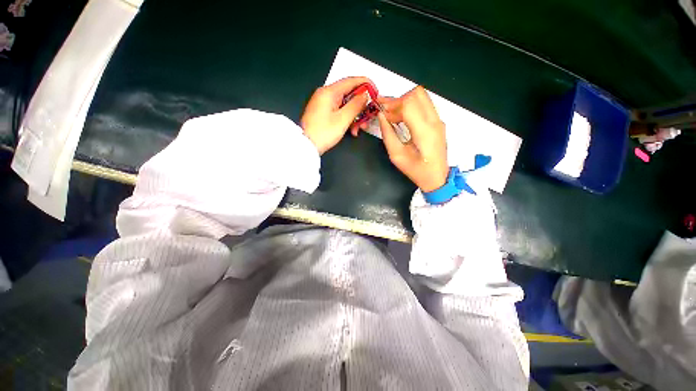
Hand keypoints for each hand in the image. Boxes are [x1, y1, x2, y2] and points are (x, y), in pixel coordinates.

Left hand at [301, 77, 371, 154]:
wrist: (306, 146)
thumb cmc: (323, 133)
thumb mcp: (343, 119)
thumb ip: (356, 105)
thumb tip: (365, 95)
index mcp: (329, 92)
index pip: (351, 81)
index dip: (366, 85)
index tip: (376, 92)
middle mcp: (325, 94)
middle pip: (349, 94)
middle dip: (361, 106)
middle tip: (368, 116)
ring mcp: (323, 104)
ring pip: (345, 105)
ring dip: (355, 116)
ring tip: (359, 128)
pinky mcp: (323, 113)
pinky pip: (339, 111)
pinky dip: (347, 119)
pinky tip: (352, 130)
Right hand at [377, 86, 447, 191]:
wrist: (437, 178)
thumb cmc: (416, 170)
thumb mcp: (397, 155)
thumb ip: (388, 134)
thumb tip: (381, 116)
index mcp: (424, 131)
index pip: (408, 104)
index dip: (392, 105)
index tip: (382, 113)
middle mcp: (434, 121)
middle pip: (417, 94)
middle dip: (398, 100)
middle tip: (387, 111)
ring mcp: (439, 120)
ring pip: (422, 96)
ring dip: (405, 101)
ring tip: (392, 113)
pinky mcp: (438, 122)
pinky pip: (425, 105)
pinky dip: (411, 106)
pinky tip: (402, 117)